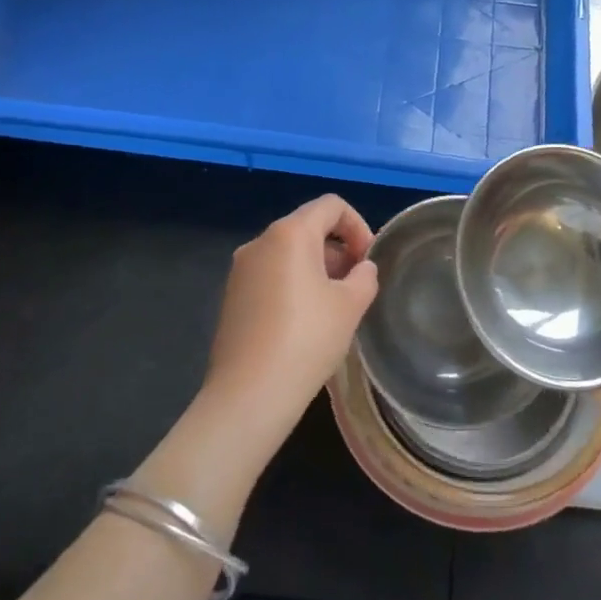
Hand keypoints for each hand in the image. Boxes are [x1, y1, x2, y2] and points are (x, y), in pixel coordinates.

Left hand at [204, 195, 379, 444]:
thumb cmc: (307, 340)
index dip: (358, 225)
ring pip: (288, 252)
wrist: (249, 394)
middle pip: (307, 227)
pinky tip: (306, 321)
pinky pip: (270, 274)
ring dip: (317, 267)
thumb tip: (361, 268)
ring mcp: (241, 270)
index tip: (368, 260)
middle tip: (357, 284)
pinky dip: (294, 283)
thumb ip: (364, 276)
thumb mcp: (351, 305)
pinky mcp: (232, 296)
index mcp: (289, 234)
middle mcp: (260, 242)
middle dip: (338, 248)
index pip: (331, 205)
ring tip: (335, 305)